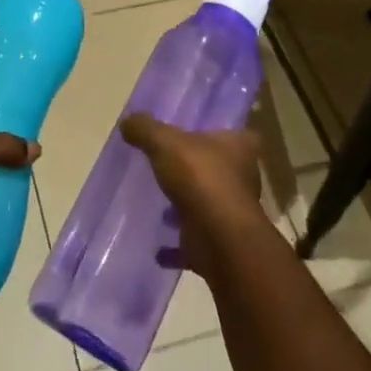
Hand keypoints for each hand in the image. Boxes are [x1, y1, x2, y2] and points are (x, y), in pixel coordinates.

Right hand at [121, 114, 267, 276]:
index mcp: (239, 147)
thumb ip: (146, 129)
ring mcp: (232, 214)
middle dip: (198, 170)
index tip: (198, 134)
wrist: (219, 239)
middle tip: (169, 166)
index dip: (220, 133)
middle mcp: (242, 179)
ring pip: (207, 205)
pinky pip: (193, 242)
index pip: (237, 134)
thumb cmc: (200, 177)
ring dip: (187, 207)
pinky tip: (157, 248)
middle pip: (221, 169)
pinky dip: (177, 246)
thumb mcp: (166, 142)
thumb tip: (127, 121)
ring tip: (159, 205)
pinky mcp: (219, 243)